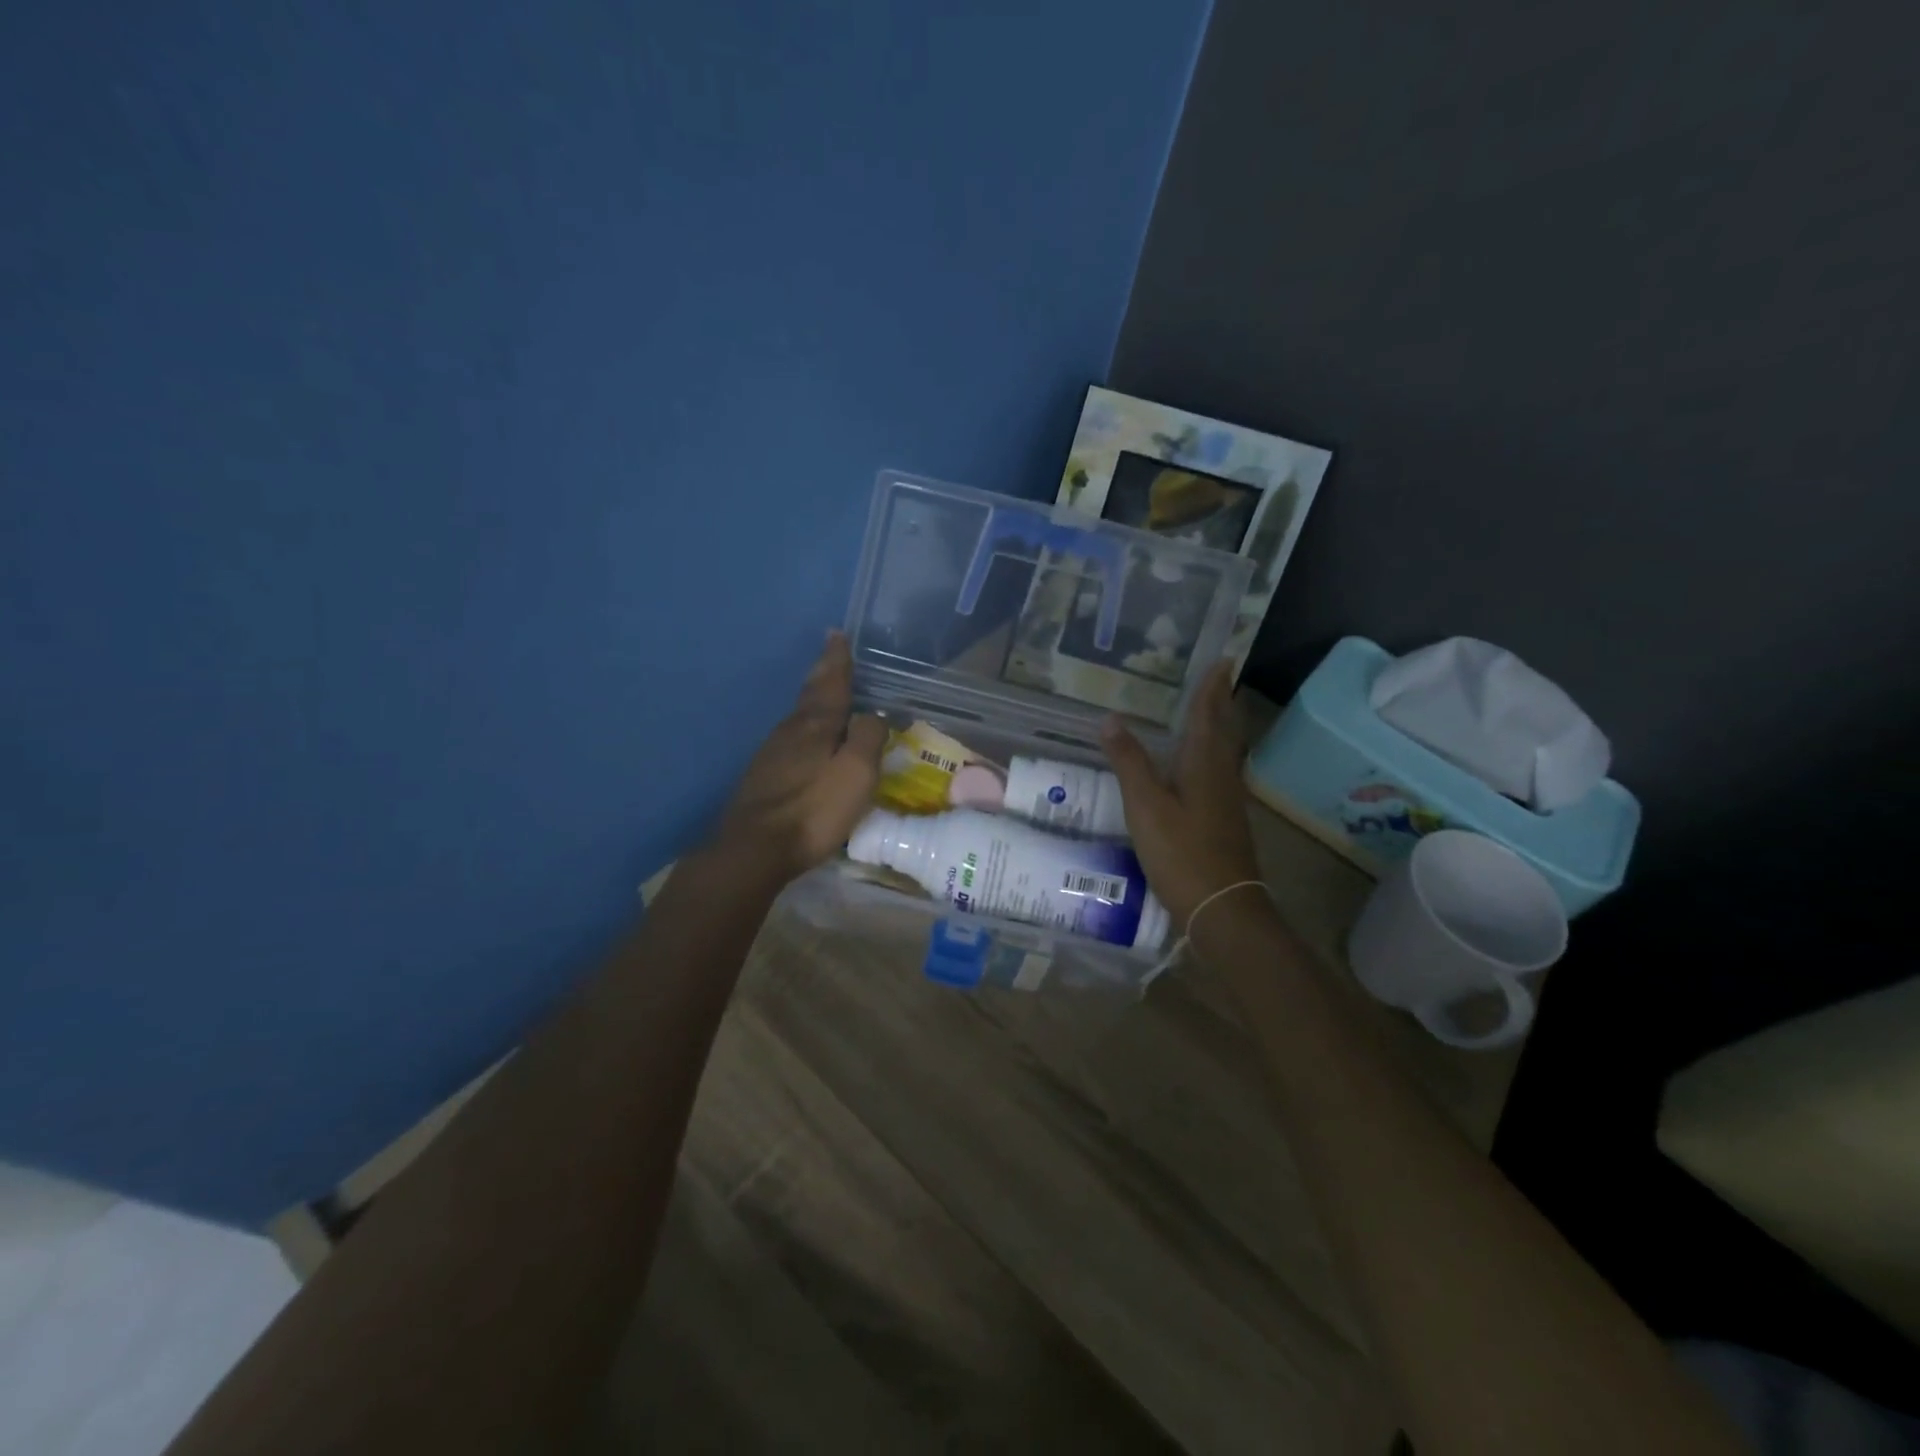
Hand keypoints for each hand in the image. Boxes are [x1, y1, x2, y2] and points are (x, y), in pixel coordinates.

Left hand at [713, 632, 887, 884]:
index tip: (836, 633)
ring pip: (799, 715)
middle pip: (811, 693)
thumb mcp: (856, 773)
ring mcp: (772, 752)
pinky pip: (792, 737)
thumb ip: (868, 738)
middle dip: (823, 671)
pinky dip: (805, 726)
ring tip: (825, 688)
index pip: (832, 683)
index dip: (837, 659)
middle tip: (830, 650)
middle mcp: (791, 730)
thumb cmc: (814, 809)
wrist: (755, 848)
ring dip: (814, 697)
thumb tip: (873, 716)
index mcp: (816, 724)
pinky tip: (807, 736)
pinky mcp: (764, 775)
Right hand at [1101, 662, 1262, 929]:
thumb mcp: (1145, 805)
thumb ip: (1129, 762)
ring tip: (1205, 713)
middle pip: (1224, 731)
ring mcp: (1227, 801)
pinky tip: (1195, 767)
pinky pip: (1217, 774)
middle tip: (1217, 679)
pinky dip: (1208, 756)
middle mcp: (1221, 776)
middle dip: (1220, 703)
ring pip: (1223, 753)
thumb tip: (1111, 719)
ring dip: (1217, 728)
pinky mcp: (1224, 822)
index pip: (1209, 715)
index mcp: (1204, 765)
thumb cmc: (1182, 852)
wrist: (1222, 907)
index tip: (1224, 659)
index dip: (1213, 687)